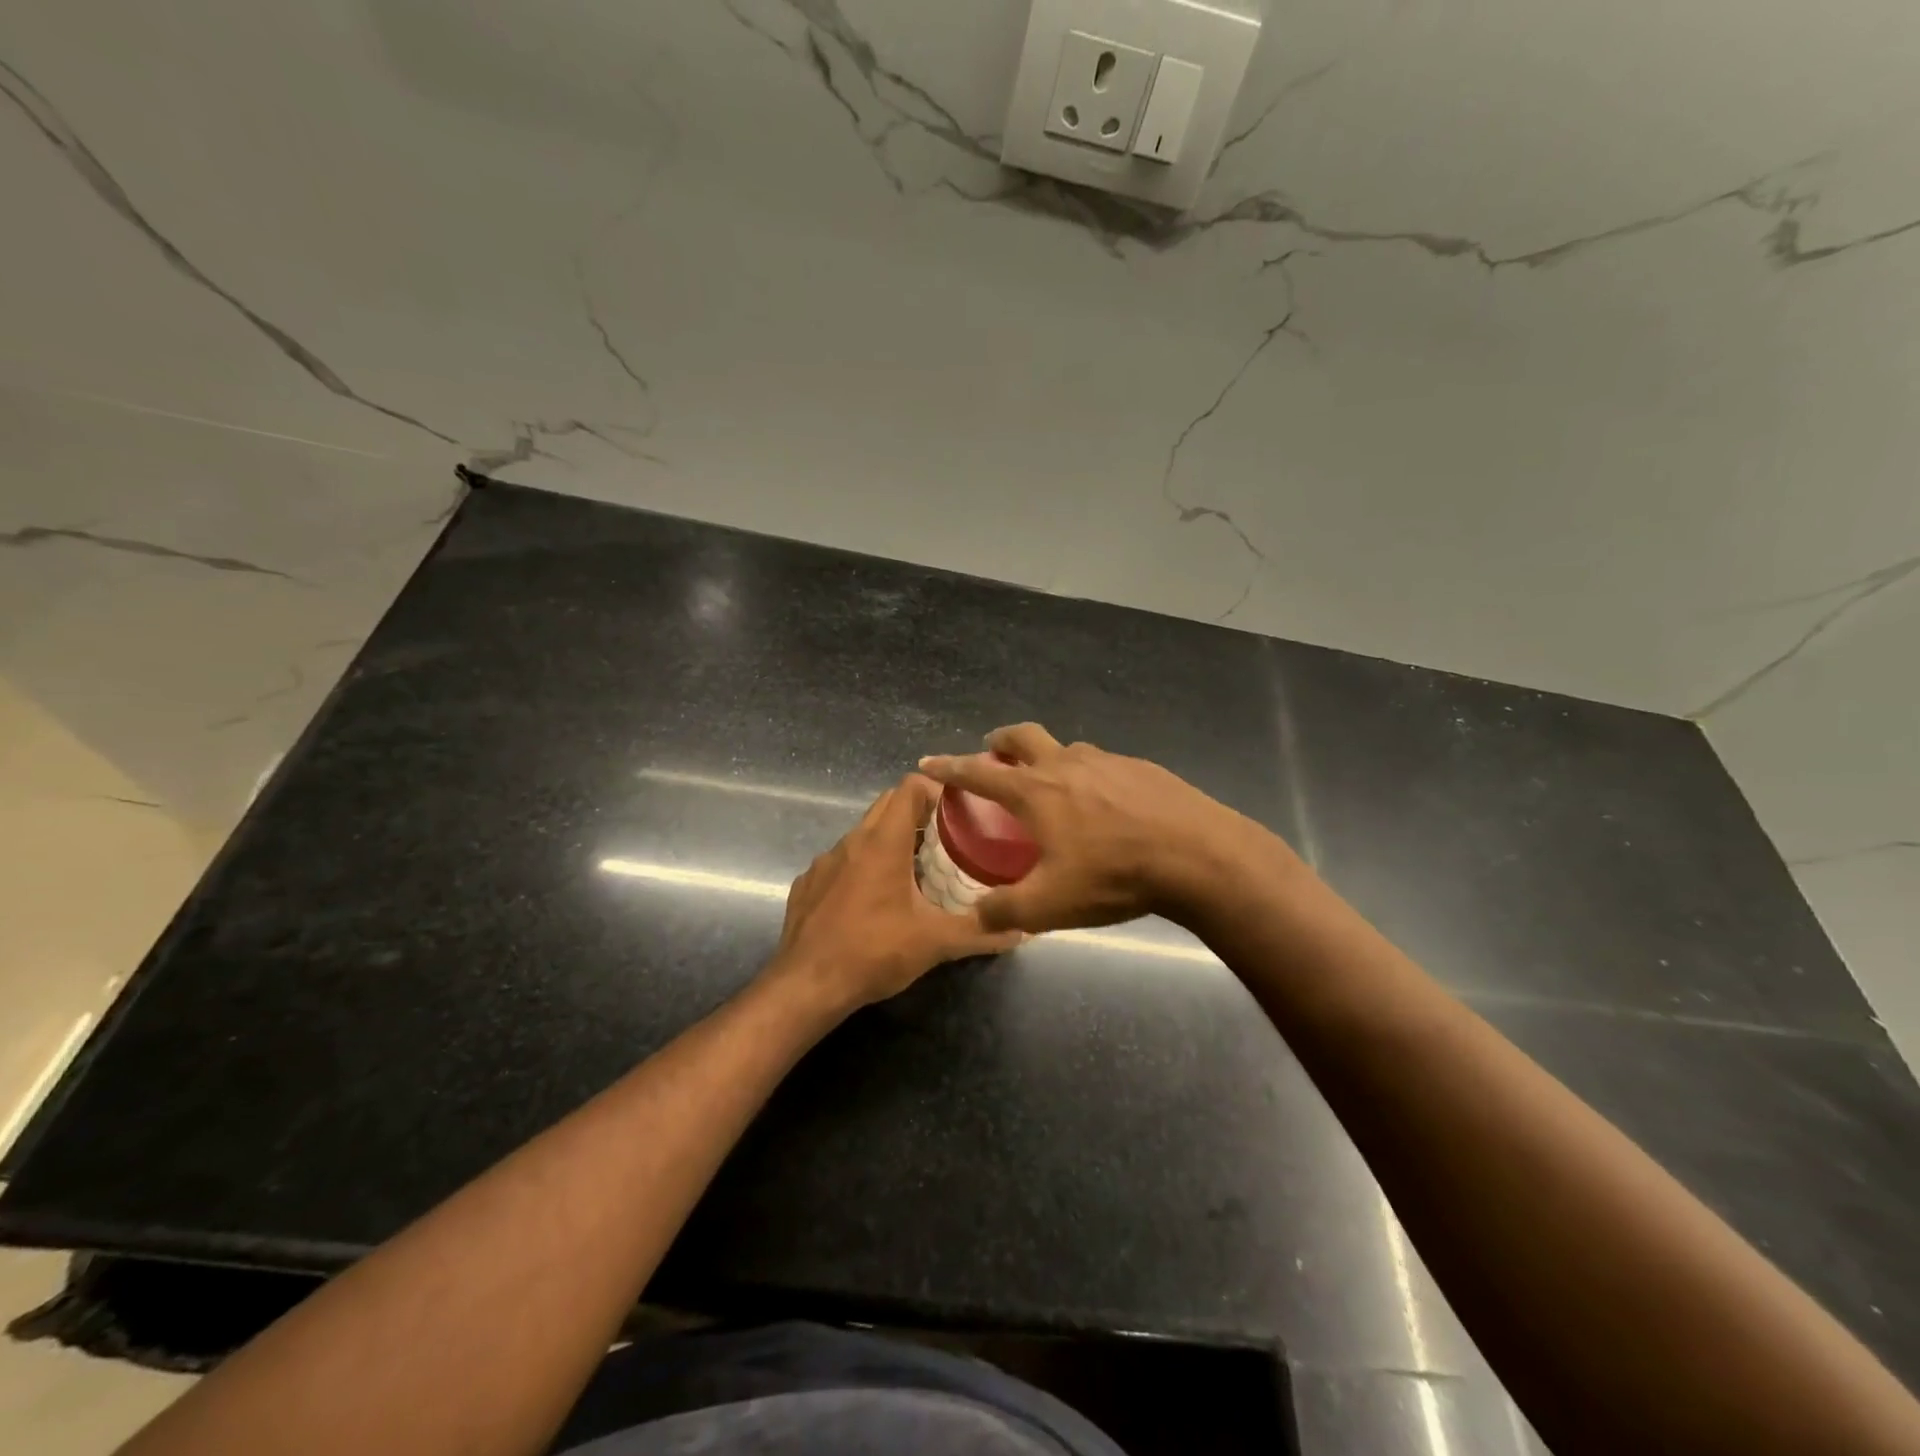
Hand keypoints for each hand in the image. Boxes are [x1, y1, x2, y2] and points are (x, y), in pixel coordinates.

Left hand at [768, 774, 1022, 1013]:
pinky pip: (840, 863)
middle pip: (887, 804)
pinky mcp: (807, 884)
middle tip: (946, 838)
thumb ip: (980, 932)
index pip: (910, 787)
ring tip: (914, 871)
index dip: (936, 789)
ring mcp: (824, 862)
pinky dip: (860, 869)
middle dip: (917, 813)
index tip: (959, 810)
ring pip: (863, 834)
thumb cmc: (874, 952)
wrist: (806, 986)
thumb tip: (1020, 930)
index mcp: (883, 842)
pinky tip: (872, 902)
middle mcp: (852, 841)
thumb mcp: (935, 943)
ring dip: (889, 842)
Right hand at [917, 723, 1257, 932]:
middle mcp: (1066, 764)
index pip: (979, 772)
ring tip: (1053, 783)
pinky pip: (1103, 764)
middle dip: (1001, 740)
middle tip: (993, 750)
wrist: (1198, 856)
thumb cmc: (1114, 875)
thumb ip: (1005, 911)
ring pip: (1067, 749)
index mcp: (1035, 791)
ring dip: (1049, 757)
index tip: (927, 762)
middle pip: (1024, 736)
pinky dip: (1089, 774)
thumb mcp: (1050, 905)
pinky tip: (1107, 803)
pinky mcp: (1142, 768)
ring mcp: (1108, 761)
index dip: (949, 768)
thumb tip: (977, 916)